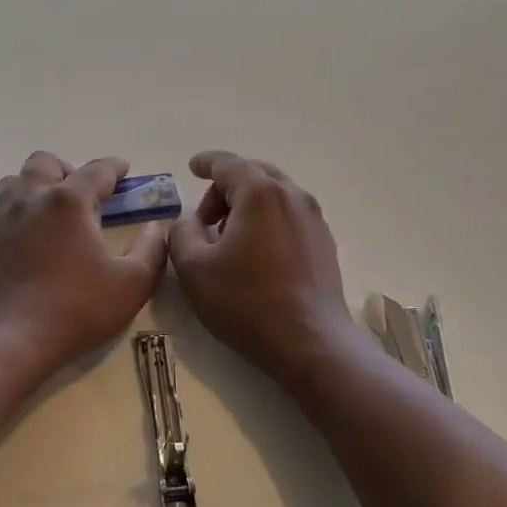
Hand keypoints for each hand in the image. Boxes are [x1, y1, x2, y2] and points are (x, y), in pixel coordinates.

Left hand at [0, 152, 168, 379]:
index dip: (114, 167)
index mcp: (68, 201)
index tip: (124, 170)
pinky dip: (18, 210)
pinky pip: (1, 210)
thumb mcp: (131, 284)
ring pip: (15, 181)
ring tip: (54, 208)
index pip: (96, 170)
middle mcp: (31, 199)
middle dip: (68, 169)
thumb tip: (154, 230)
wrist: (11, 339)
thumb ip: (151, 251)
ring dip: (36, 184)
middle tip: (85, 193)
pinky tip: (31, 233)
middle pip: (45, 162)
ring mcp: (3, 219)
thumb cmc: (77, 308)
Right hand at [170, 151, 354, 380]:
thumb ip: (181, 232)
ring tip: (228, 239)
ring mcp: (313, 219)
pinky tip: (256, 254)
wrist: (310, 343)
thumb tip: (190, 221)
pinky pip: (289, 215)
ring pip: (274, 194)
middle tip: (204, 219)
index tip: (191, 167)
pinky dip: (267, 220)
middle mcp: (292, 196)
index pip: (228, 163)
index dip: (206, 163)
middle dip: (225, 188)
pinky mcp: (324, 242)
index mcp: (259, 193)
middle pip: (254, 174)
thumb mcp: (193, 268)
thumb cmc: (246, 301)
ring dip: (247, 205)